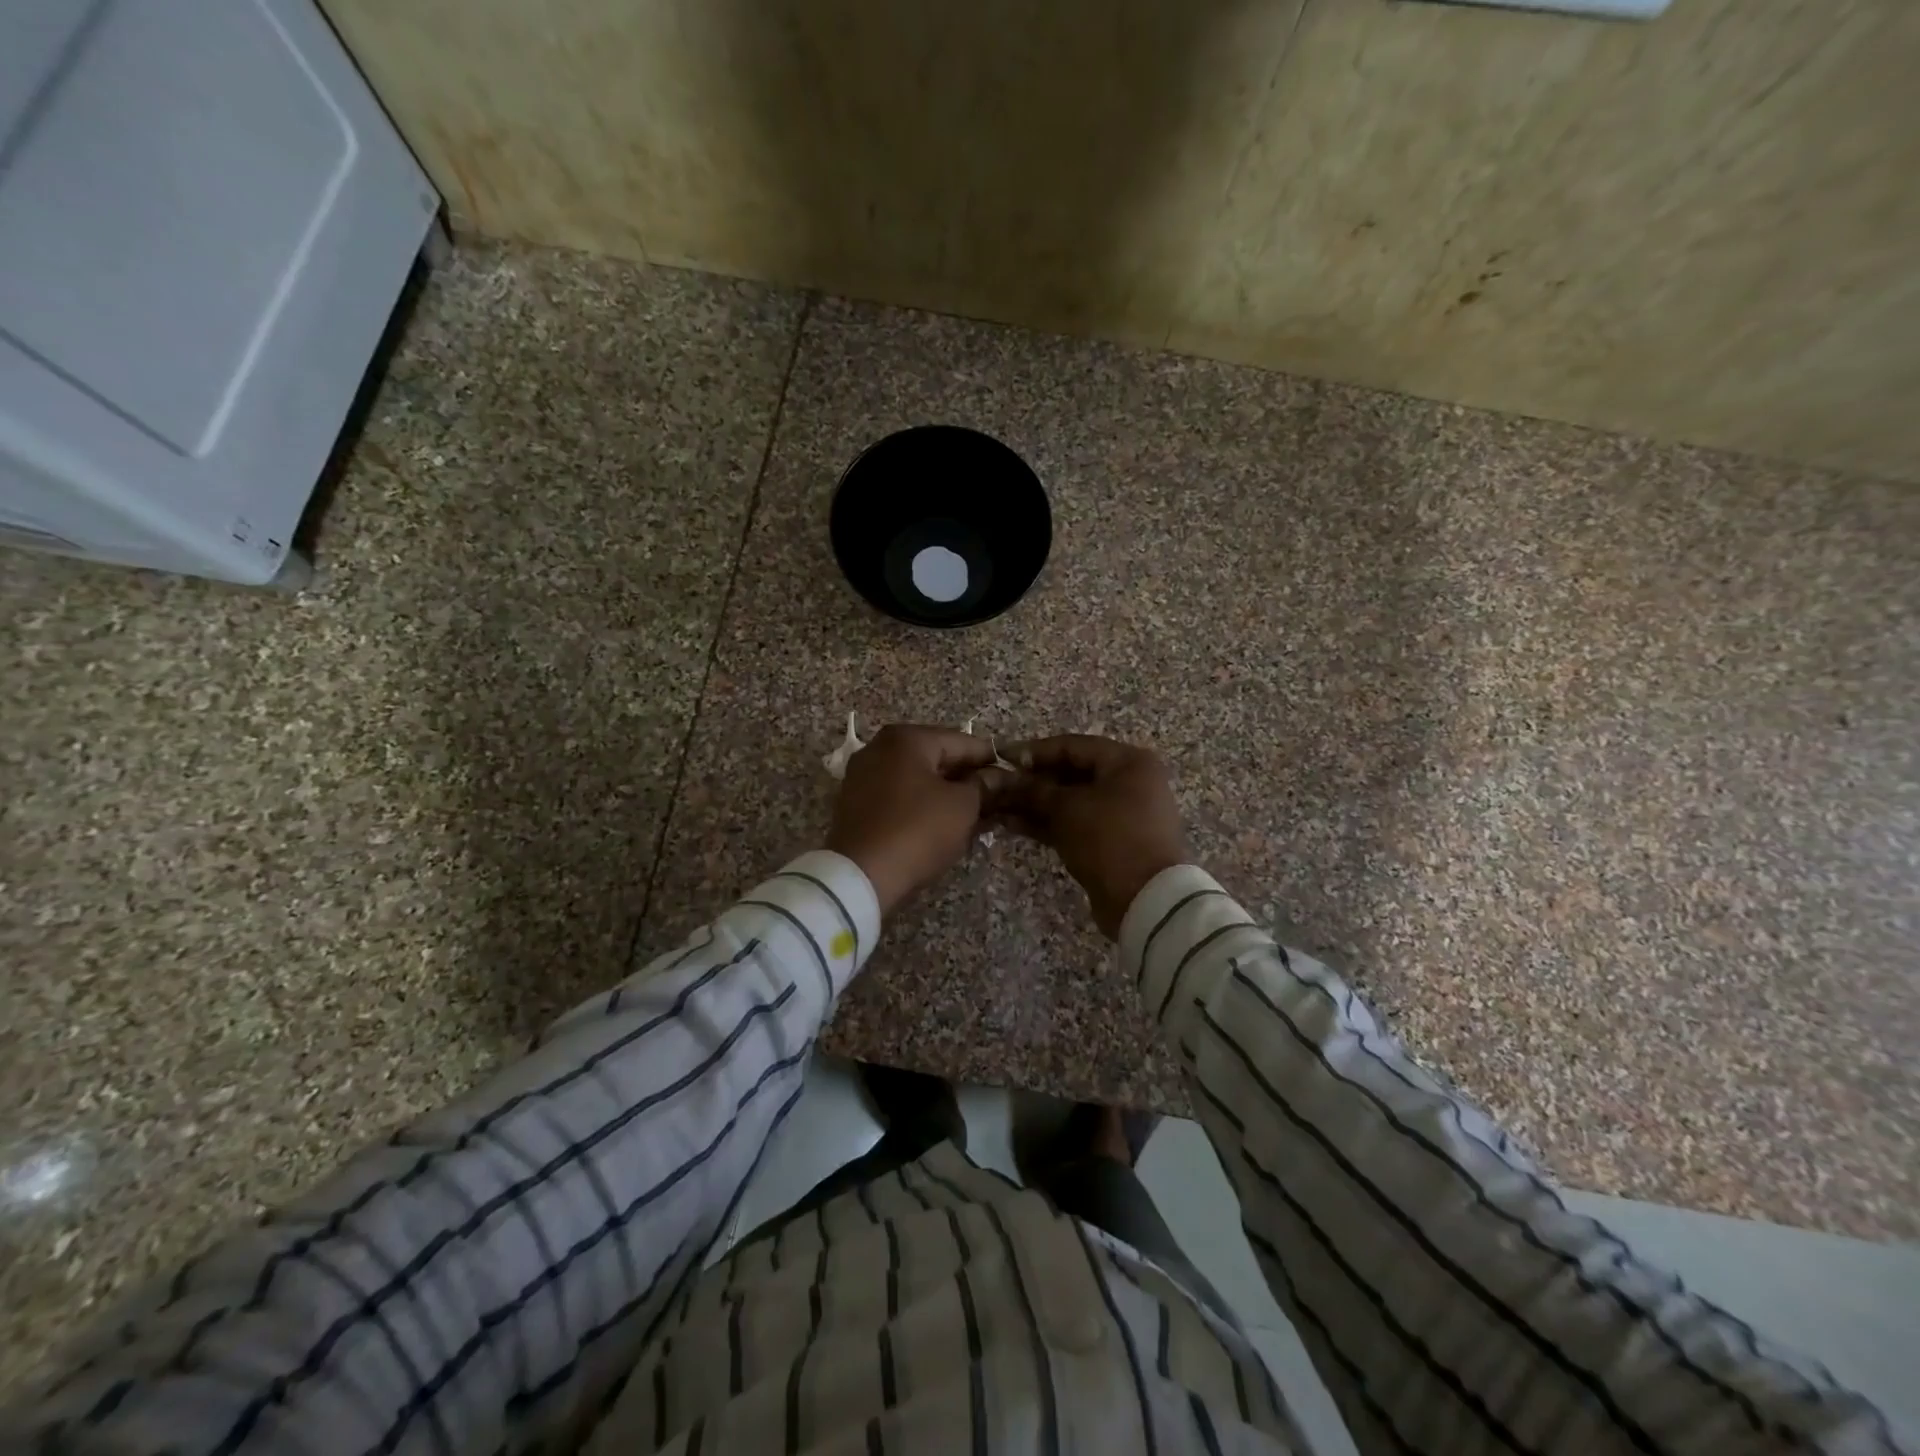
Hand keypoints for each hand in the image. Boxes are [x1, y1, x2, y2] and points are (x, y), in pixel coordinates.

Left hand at [826, 724, 1003, 915]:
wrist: (860, 876)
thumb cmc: (918, 830)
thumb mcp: (962, 807)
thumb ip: (983, 786)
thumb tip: (997, 777)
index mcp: (906, 738)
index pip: (962, 741)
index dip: (991, 759)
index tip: (1013, 776)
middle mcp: (879, 748)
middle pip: (936, 757)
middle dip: (967, 777)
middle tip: (996, 798)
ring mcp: (862, 775)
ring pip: (917, 778)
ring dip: (945, 793)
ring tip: (975, 814)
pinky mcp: (855, 804)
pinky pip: (898, 796)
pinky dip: (922, 804)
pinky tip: (943, 822)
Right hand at [998, 735, 1187, 937]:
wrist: (1147, 900)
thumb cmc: (1109, 839)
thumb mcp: (1068, 809)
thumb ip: (1035, 790)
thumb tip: (1008, 779)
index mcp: (1128, 762)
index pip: (1073, 746)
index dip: (1035, 751)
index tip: (1001, 757)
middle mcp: (1129, 782)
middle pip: (1072, 773)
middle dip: (1032, 780)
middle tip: (997, 784)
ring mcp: (1121, 814)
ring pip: (1071, 801)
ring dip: (1035, 803)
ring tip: (997, 805)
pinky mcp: (1111, 841)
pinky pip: (1075, 823)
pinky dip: (1048, 823)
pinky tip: (1012, 824)